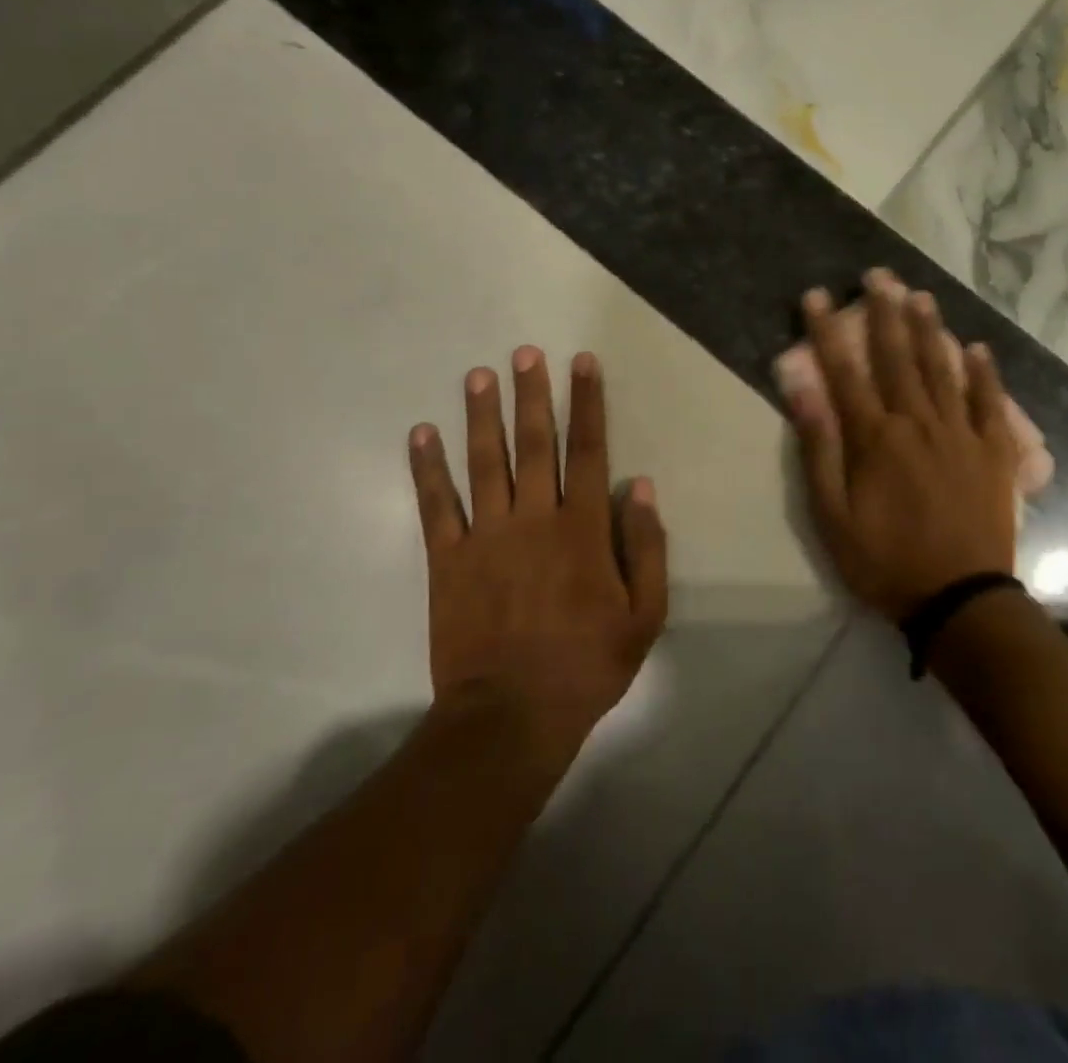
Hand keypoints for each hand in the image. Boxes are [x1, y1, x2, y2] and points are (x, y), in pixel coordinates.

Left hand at [408, 347, 667, 748]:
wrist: (511, 716)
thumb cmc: (586, 665)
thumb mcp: (644, 617)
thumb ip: (646, 549)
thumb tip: (642, 488)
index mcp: (582, 529)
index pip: (588, 451)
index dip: (587, 403)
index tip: (581, 363)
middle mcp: (533, 519)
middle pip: (534, 443)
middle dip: (532, 394)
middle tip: (525, 352)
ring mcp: (485, 537)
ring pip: (484, 462)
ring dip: (482, 415)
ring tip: (478, 375)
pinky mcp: (446, 560)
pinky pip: (436, 505)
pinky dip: (427, 468)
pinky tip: (421, 433)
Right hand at [785, 271, 1020, 621]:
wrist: (959, 600)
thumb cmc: (884, 560)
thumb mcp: (832, 514)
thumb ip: (819, 447)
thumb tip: (801, 389)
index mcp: (875, 437)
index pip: (845, 370)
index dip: (827, 330)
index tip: (817, 295)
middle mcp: (918, 422)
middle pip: (898, 357)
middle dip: (884, 312)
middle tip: (879, 275)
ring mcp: (961, 434)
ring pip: (943, 369)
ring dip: (930, 329)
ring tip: (920, 295)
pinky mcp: (994, 453)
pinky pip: (990, 403)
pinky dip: (985, 374)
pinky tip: (979, 348)